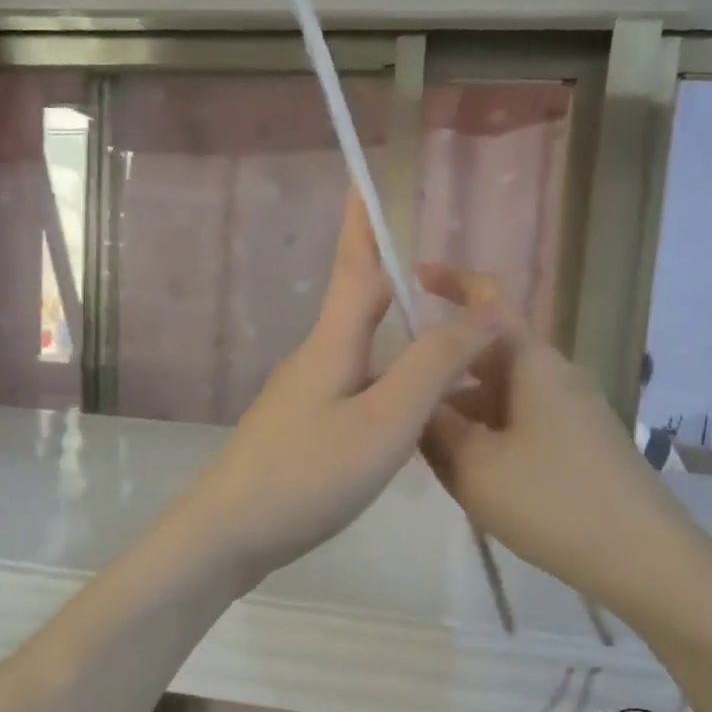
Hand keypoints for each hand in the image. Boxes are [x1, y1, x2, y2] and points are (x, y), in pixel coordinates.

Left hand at [181, 196, 503, 586]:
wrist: (229, 534)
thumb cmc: (308, 474)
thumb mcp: (384, 421)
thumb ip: (432, 364)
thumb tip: (482, 310)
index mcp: (332, 344)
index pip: (355, 265)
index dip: (363, 220)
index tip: (365, 177)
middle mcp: (315, 360)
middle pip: (356, 303)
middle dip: (388, 272)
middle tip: (432, 262)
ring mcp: (303, 398)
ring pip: (359, 350)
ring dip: (395, 332)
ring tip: (440, 334)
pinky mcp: (301, 432)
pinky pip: (353, 388)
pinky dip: (386, 379)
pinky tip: (406, 405)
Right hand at [415, 263, 676, 603]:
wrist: (643, 558)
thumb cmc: (552, 500)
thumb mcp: (473, 465)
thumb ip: (432, 426)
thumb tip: (408, 396)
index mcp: (530, 363)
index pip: (488, 300)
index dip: (451, 280)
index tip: (411, 277)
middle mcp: (553, 375)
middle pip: (486, 353)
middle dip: (441, 369)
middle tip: (396, 396)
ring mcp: (570, 409)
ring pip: (499, 392)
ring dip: (459, 408)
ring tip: (420, 444)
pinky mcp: (577, 442)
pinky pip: (517, 420)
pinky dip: (484, 431)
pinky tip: (465, 469)